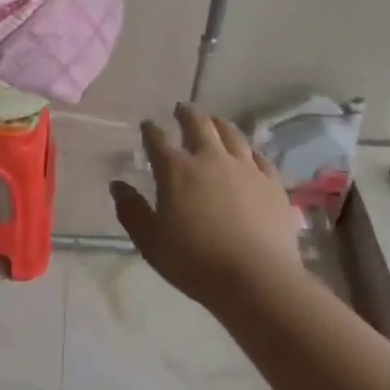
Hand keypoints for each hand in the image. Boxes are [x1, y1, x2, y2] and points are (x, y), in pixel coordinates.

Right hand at [109, 104, 303, 308]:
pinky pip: (259, 156)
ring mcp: (245, 168)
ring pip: (231, 134)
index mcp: (176, 170)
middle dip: (186, 114)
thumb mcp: (150, 241)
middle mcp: (210, 158)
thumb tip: (117, 185)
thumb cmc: (195, 261)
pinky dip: (249, 149)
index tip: (147, 126)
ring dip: (218, 124)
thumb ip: (131, 210)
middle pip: (198, 124)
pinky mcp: (272, 183)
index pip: (157, 140)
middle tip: (182, 110)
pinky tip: (248, 152)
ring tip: (214, 122)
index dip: (150, 130)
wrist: (256, 279)